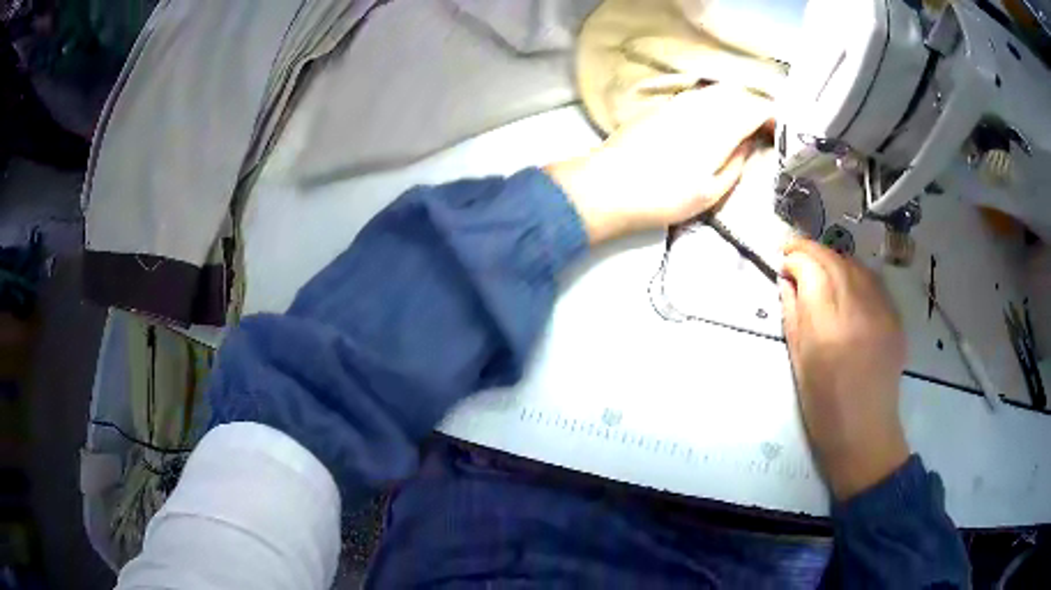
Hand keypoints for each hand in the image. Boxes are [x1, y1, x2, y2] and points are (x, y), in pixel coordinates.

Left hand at [546, 85, 771, 243]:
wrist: (607, 186)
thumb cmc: (663, 196)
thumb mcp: (710, 192)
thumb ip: (737, 163)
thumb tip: (750, 143)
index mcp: (718, 128)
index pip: (755, 108)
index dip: (772, 116)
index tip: (779, 131)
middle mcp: (701, 107)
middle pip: (738, 94)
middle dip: (756, 106)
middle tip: (764, 127)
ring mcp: (678, 102)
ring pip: (717, 91)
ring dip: (735, 101)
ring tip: (742, 123)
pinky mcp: (662, 106)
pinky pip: (697, 94)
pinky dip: (713, 101)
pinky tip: (713, 118)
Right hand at [779, 238, 909, 499]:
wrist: (865, 432)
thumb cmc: (823, 407)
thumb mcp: (798, 362)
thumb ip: (792, 314)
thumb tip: (788, 280)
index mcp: (827, 330)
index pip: (811, 270)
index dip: (795, 257)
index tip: (783, 259)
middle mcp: (857, 313)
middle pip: (834, 260)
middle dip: (811, 249)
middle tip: (795, 252)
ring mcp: (881, 313)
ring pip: (855, 265)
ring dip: (833, 258)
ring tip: (820, 266)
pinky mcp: (895, 318)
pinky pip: (873, 281)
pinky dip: (855, 273)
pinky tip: (846, 283)